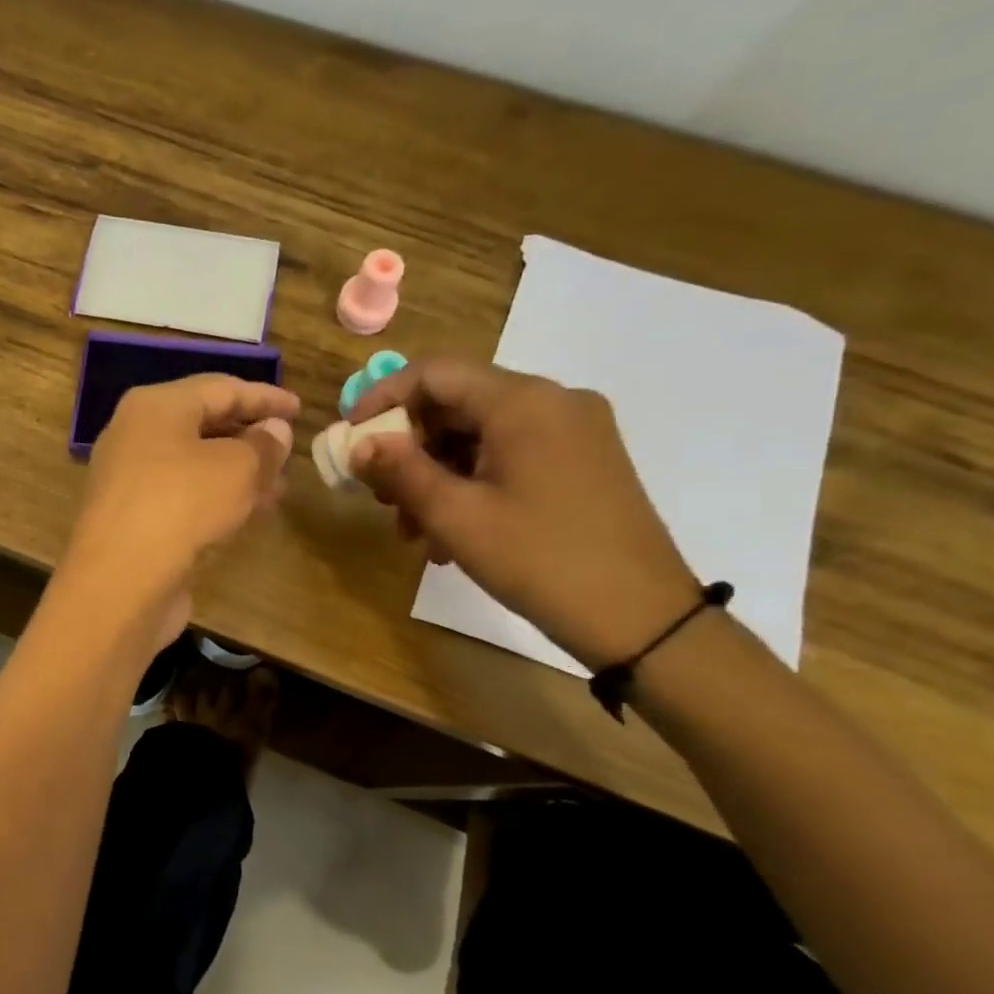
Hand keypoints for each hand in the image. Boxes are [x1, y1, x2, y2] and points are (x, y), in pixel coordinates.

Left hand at [63, 374, 297, 642]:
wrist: (119, 583)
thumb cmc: (181, 506)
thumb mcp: (237, 468)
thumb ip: (263, 445)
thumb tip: (275, 430)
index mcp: (155, 406)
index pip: (220, 388)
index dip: (264, 397)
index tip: (299, 408)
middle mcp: (135, 435)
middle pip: (203, 424)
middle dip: (250, 436)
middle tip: (289, 449)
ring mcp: (129, 479)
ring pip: (194, 464)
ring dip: (238, 472)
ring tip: (279, 486)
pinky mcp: (132, 519)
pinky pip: (183, 496)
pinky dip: (216, 499)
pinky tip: (247, 514)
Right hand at [348, 357, 697, 668]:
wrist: (643, 619)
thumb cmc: (540, 560)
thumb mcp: (456, 516)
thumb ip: (401, 471)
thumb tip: (359, 444)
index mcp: (524, 402)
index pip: (435, 373)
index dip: (383, 398)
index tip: (351, 436)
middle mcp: (553, 401)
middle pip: (458, 404)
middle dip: (410, 448)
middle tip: (380, 496)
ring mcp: (574, 431)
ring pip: (481, 434)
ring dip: (436, 474)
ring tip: (412, 529)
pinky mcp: (584, 461)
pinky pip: (510, 455)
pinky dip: (472, 483)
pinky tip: (452, 532)